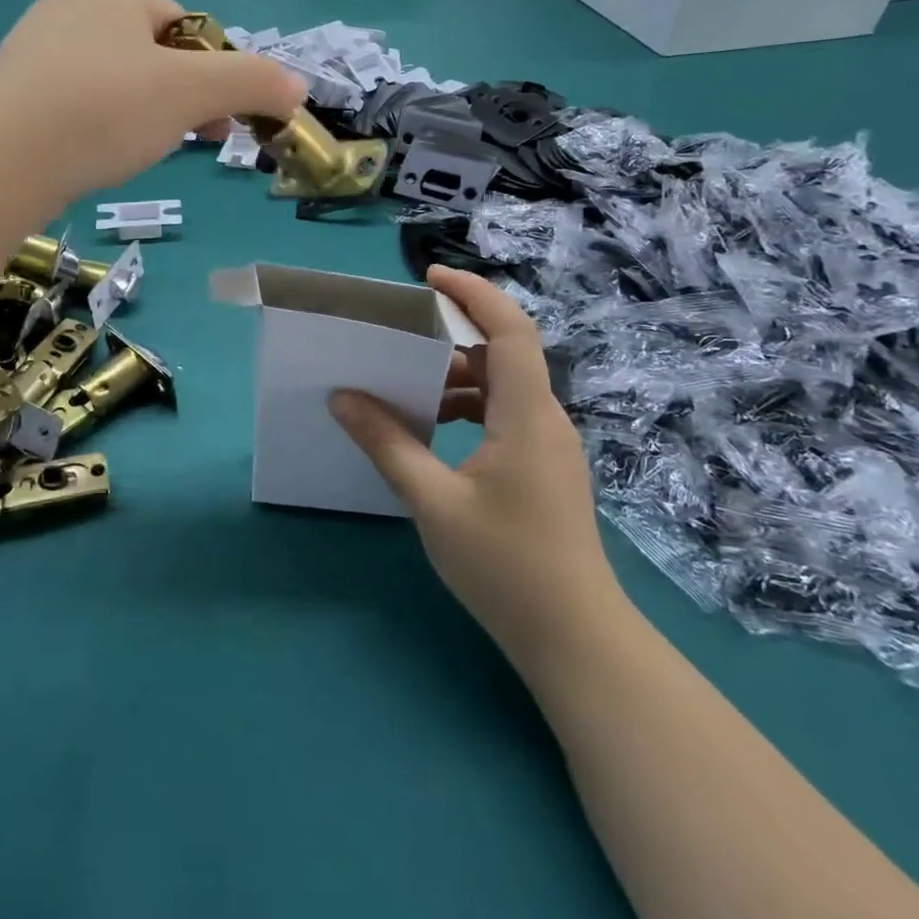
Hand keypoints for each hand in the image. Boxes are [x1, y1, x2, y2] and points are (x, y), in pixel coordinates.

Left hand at [0, 0, 304, 200]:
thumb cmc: (103, 111)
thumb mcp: (193, 93)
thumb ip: (252, 82)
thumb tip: (299, 87)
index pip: (188, 27)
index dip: (215, 74)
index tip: (220, 121)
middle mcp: (70, 7)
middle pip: (154, 55)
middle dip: (182, 98)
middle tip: (192, 141)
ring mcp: (36, 49)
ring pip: (117, 81)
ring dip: (145, 115)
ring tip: (141, 152)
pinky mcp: (15, 92)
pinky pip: (80, 102)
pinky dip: (102, 126)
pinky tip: (99, 154)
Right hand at [330, 266, 626, 658]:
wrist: (576, 640)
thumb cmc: (505, 566)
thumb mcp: (433, 502)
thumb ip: (387, 443)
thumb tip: (343, 397)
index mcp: (527, 415)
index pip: (510, 330)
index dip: (475, 294)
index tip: (429, 278)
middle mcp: (545, 418)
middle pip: (504, 353)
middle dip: (453, 334)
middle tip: (399, 332)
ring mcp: (549, 445)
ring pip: (502, 386)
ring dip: (456, 377)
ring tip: (405, 386)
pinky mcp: (545, 468)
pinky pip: (504, 415)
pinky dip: (467, 408)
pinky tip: (432, 431)